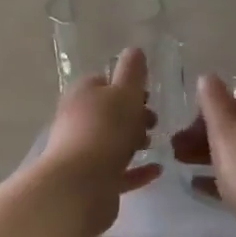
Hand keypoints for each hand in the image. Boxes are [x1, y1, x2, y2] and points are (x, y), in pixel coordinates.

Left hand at [39, 46, 161, 236]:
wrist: (80, 186)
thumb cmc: (105, 130)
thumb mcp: (125, 93)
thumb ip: (132, 71)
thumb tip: (134, 50)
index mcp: (82, 94)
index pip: (103, 81)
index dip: (127, 86)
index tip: (148, 95)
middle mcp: (77, 121)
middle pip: (108, 112)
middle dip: (133, 115)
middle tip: (153, 122)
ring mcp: (82, 153)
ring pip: (111, 142)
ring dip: (133, 141)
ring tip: (155, 144)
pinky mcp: (92, 182)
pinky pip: (118, 172)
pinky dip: (137, 170)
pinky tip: (157, 170)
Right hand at [169, 74, 235, 231]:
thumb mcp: (225, 132)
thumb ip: (213, 103)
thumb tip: (208, 76)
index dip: (208, 111)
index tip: (184, 129)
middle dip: (205, 136)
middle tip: (176, 150)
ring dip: (212, 156)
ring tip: (183, 167)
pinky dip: (226, 178)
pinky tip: (201, 187)